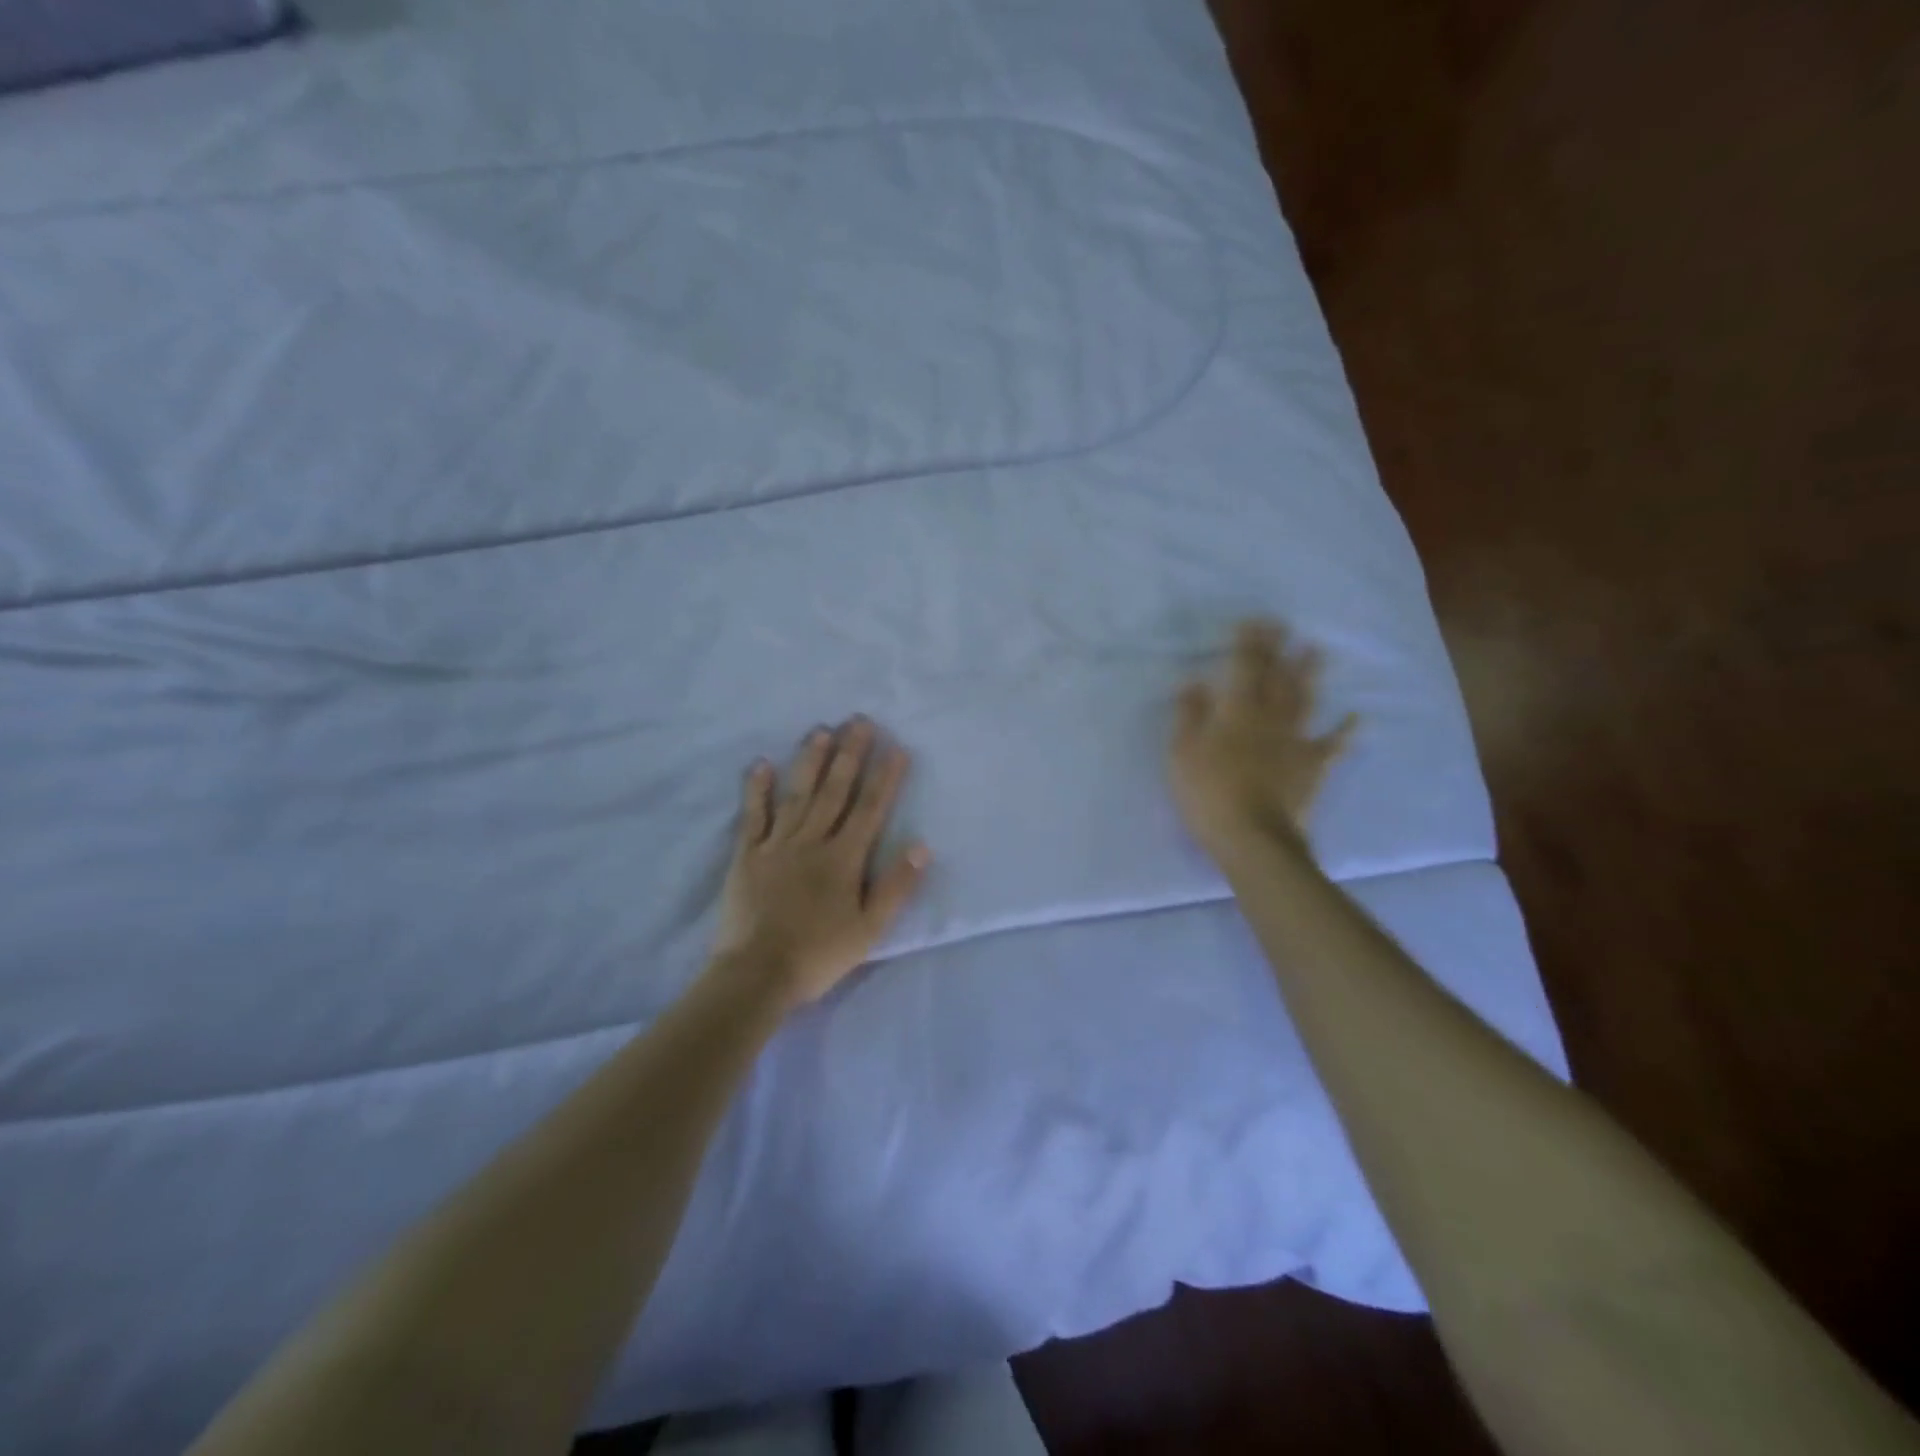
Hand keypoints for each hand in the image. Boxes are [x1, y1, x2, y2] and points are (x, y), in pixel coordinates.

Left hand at [711, 718, 929, 1010]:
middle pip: (835, 791)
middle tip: (859, 721)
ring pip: (797, 794)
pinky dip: (757, 789)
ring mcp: (776, 845)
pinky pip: (753, 816)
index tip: (897, 747)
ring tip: (821, 730)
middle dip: (850, 755)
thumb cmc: (819, 954)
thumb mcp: (870, 929)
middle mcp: (812, 841)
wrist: (757, 974)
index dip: (885, 777)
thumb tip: (922, 845)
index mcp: (844, 858)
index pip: (870, 809)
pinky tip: (760, 764)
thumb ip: (896, 886)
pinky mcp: (747, 855)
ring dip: (810, 761)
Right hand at [1170, 620, 1356, 857]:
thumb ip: (1189, 715)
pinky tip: (1357, 717)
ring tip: (1316, 650)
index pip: (1243, 667)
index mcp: (1235, 711)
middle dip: (1278, 648)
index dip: (1248, 643)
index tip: (1253, 621)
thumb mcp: (1182, 753)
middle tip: (1284, 624)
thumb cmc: (1208, 793)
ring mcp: (1295, 740)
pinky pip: (1333, 744)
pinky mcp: (1313, 765)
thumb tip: (1195, 682)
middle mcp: (1269, 717)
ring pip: (1304, 700)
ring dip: (1309, 674)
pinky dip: (1346, 730)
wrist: (1252, 836)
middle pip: (1275, 676)